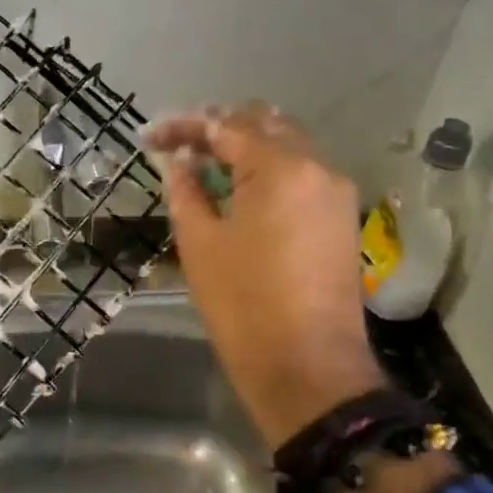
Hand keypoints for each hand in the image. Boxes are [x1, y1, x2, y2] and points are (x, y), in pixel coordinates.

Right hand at [147, 103, 382, 446]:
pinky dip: (268, 169)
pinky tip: (239, 187)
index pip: (227, 126)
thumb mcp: (199, 242)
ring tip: (204, 163)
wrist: (307, 369)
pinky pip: (302, 174)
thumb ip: (187, 189)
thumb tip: (181, 160)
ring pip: (288, 145)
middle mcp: (318, 167)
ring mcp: (336, 192)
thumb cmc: (243, 304)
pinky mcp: (341, 218)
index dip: (184, 126)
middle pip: (265, 123)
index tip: (151, 137)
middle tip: (179, 144)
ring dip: (245, 146)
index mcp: (281, 168)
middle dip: (219, 127)